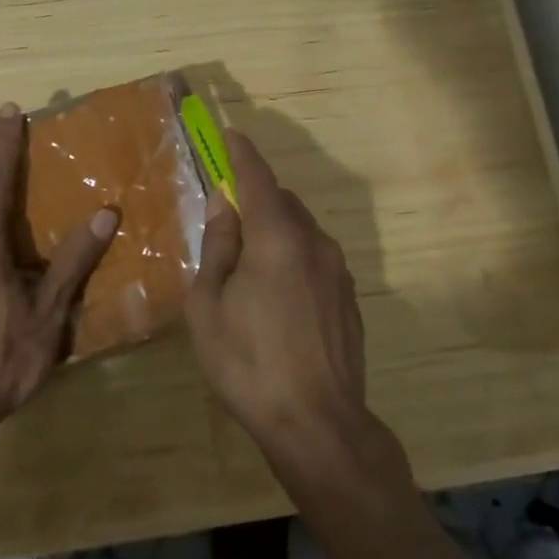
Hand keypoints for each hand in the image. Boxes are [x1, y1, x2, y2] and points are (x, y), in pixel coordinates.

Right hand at [185, 130, 374, 478]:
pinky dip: (292, 254)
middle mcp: (314, 242)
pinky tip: (277, 292)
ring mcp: (337, 270)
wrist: (318, 424)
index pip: (258, 178)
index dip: (241, 153)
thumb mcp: (209, 305)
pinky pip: (314, 257)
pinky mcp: (349, 297)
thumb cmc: (248, 363)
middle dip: (255, 197)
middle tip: (227, 214)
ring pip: (301, 229)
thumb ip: (218, 245)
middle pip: (281, 202)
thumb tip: (224, 202)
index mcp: (277, 237)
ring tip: (248, 260)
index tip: (229, 134)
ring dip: (275, 228)